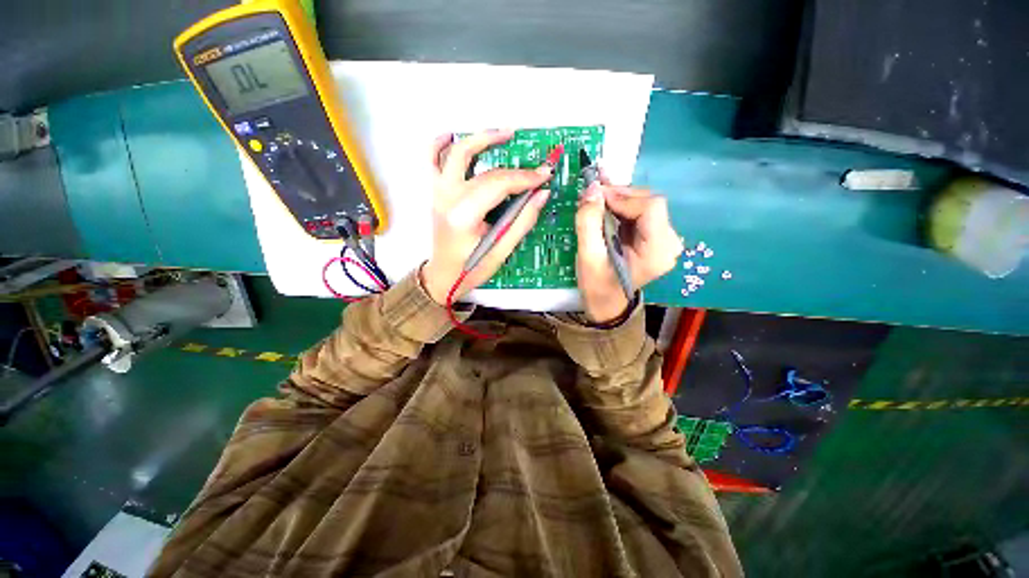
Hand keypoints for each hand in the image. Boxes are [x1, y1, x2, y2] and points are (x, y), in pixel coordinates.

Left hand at [421, 130, 553, 303]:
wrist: (443, 275)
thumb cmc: (470, 268)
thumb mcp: (501, 250)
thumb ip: (522, 221)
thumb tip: (541, 194)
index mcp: (464, 216)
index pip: (499, 185)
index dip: (525, 178)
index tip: (545, 175)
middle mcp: (448, 198)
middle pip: (485, 171)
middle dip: (515, 167)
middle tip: (536, 163)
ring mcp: (439, 192)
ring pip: (456, 153)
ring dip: (480, 138)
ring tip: (504, 134)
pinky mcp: (436, 192)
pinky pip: (432, 159)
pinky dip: (442, 144)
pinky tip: (455, 136)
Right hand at [575, 181, 683, 323]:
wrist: (606, 304)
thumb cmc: (597, 286)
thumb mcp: (588, 257)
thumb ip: (589, 222)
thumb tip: (592, 187)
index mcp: (658, 252)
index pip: (651, 208)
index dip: (623, 197)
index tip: (596, 195)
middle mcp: (668, 243)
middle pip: (649, 203)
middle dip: (620, 195)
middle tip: (593, 192)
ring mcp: (664, 240)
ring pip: (644, 205)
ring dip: (619, 198)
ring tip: (596, 196)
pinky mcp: (655, 238)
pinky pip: (640, 213)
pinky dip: (621, 206)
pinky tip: (605, 202)